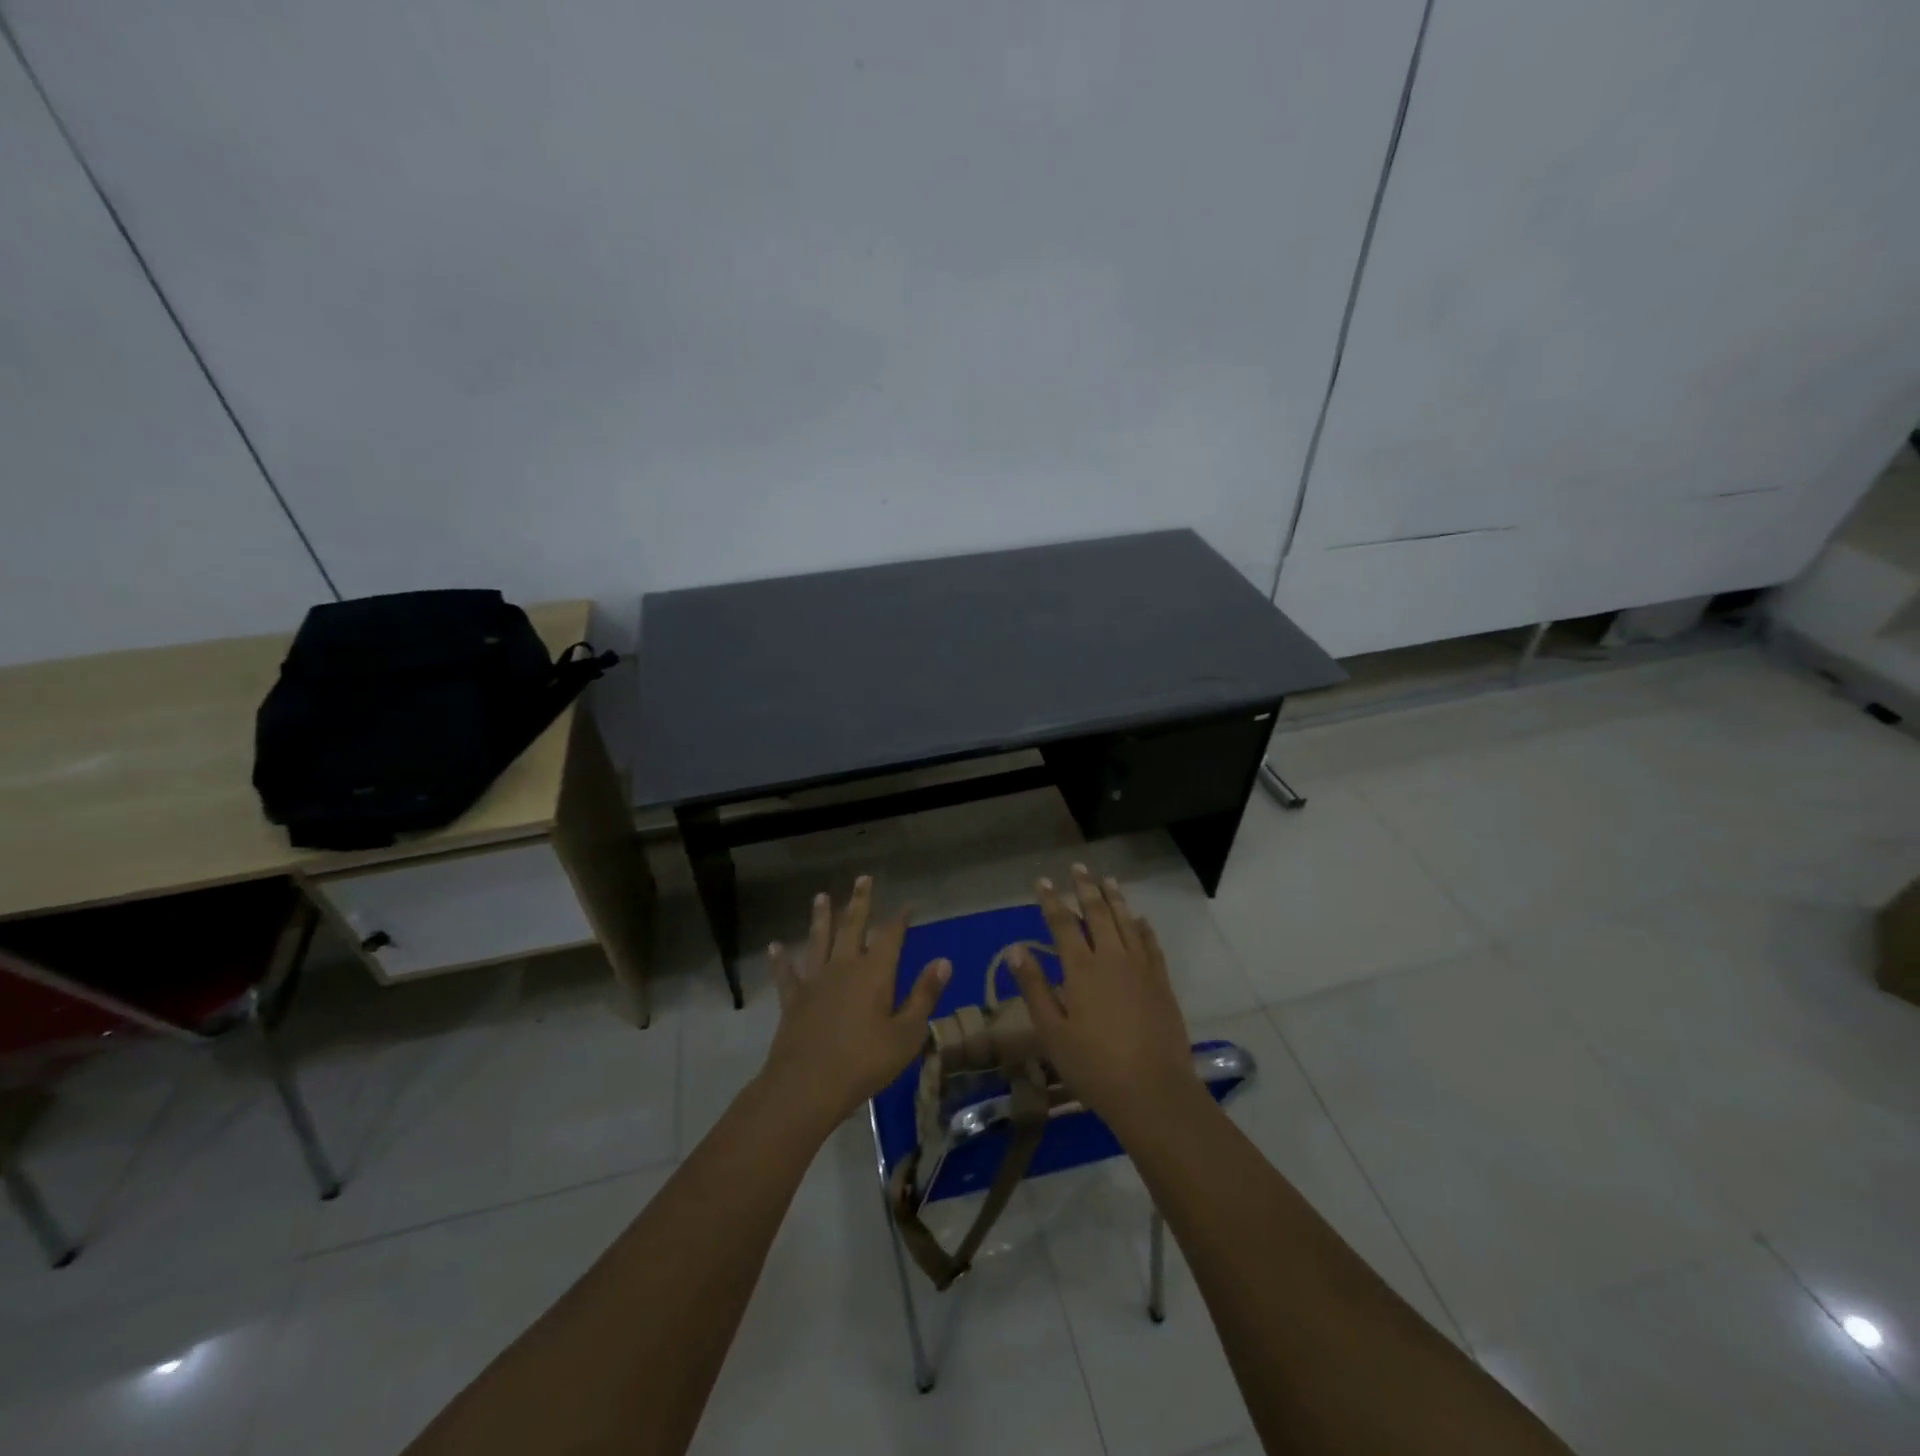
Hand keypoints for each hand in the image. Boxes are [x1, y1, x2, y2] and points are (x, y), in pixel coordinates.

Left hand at [759, 876, 949, 1129]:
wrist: (808, 1085)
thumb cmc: (865, 1062)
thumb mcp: (907, 1034)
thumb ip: (924, 995)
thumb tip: (944, 961)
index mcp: (875, 973)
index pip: (891, 936)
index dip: (900, 919)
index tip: (907, 904)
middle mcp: (844, 966)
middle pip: (853, 926)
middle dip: (860, 901)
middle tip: (863, 878)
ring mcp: (815, 981)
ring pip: (819, 940)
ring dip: (821, 917)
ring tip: (820, 897)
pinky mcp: (793, 999)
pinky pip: (787, 973)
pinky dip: (781, 959)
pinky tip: (775, 946)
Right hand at [1005, 865, 1194, 1131]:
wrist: (1153, 1091)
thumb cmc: (1093, 1066)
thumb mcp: (1052, 1032)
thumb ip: (1034, 987)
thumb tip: (1016, 949)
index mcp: (1081, 969)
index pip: (1062, 923)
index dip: (1051, 900)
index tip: (1042, 881)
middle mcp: (1112, 958)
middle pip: (1097, 913)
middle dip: (1085, 888)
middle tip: (1079, 867)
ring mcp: (1140, 968)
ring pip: (1126, 921)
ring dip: (1115, 898)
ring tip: (1108, 879)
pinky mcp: (1161, 982)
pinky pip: (1150, 943)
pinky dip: (1142, 927)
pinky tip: (1139, 919)